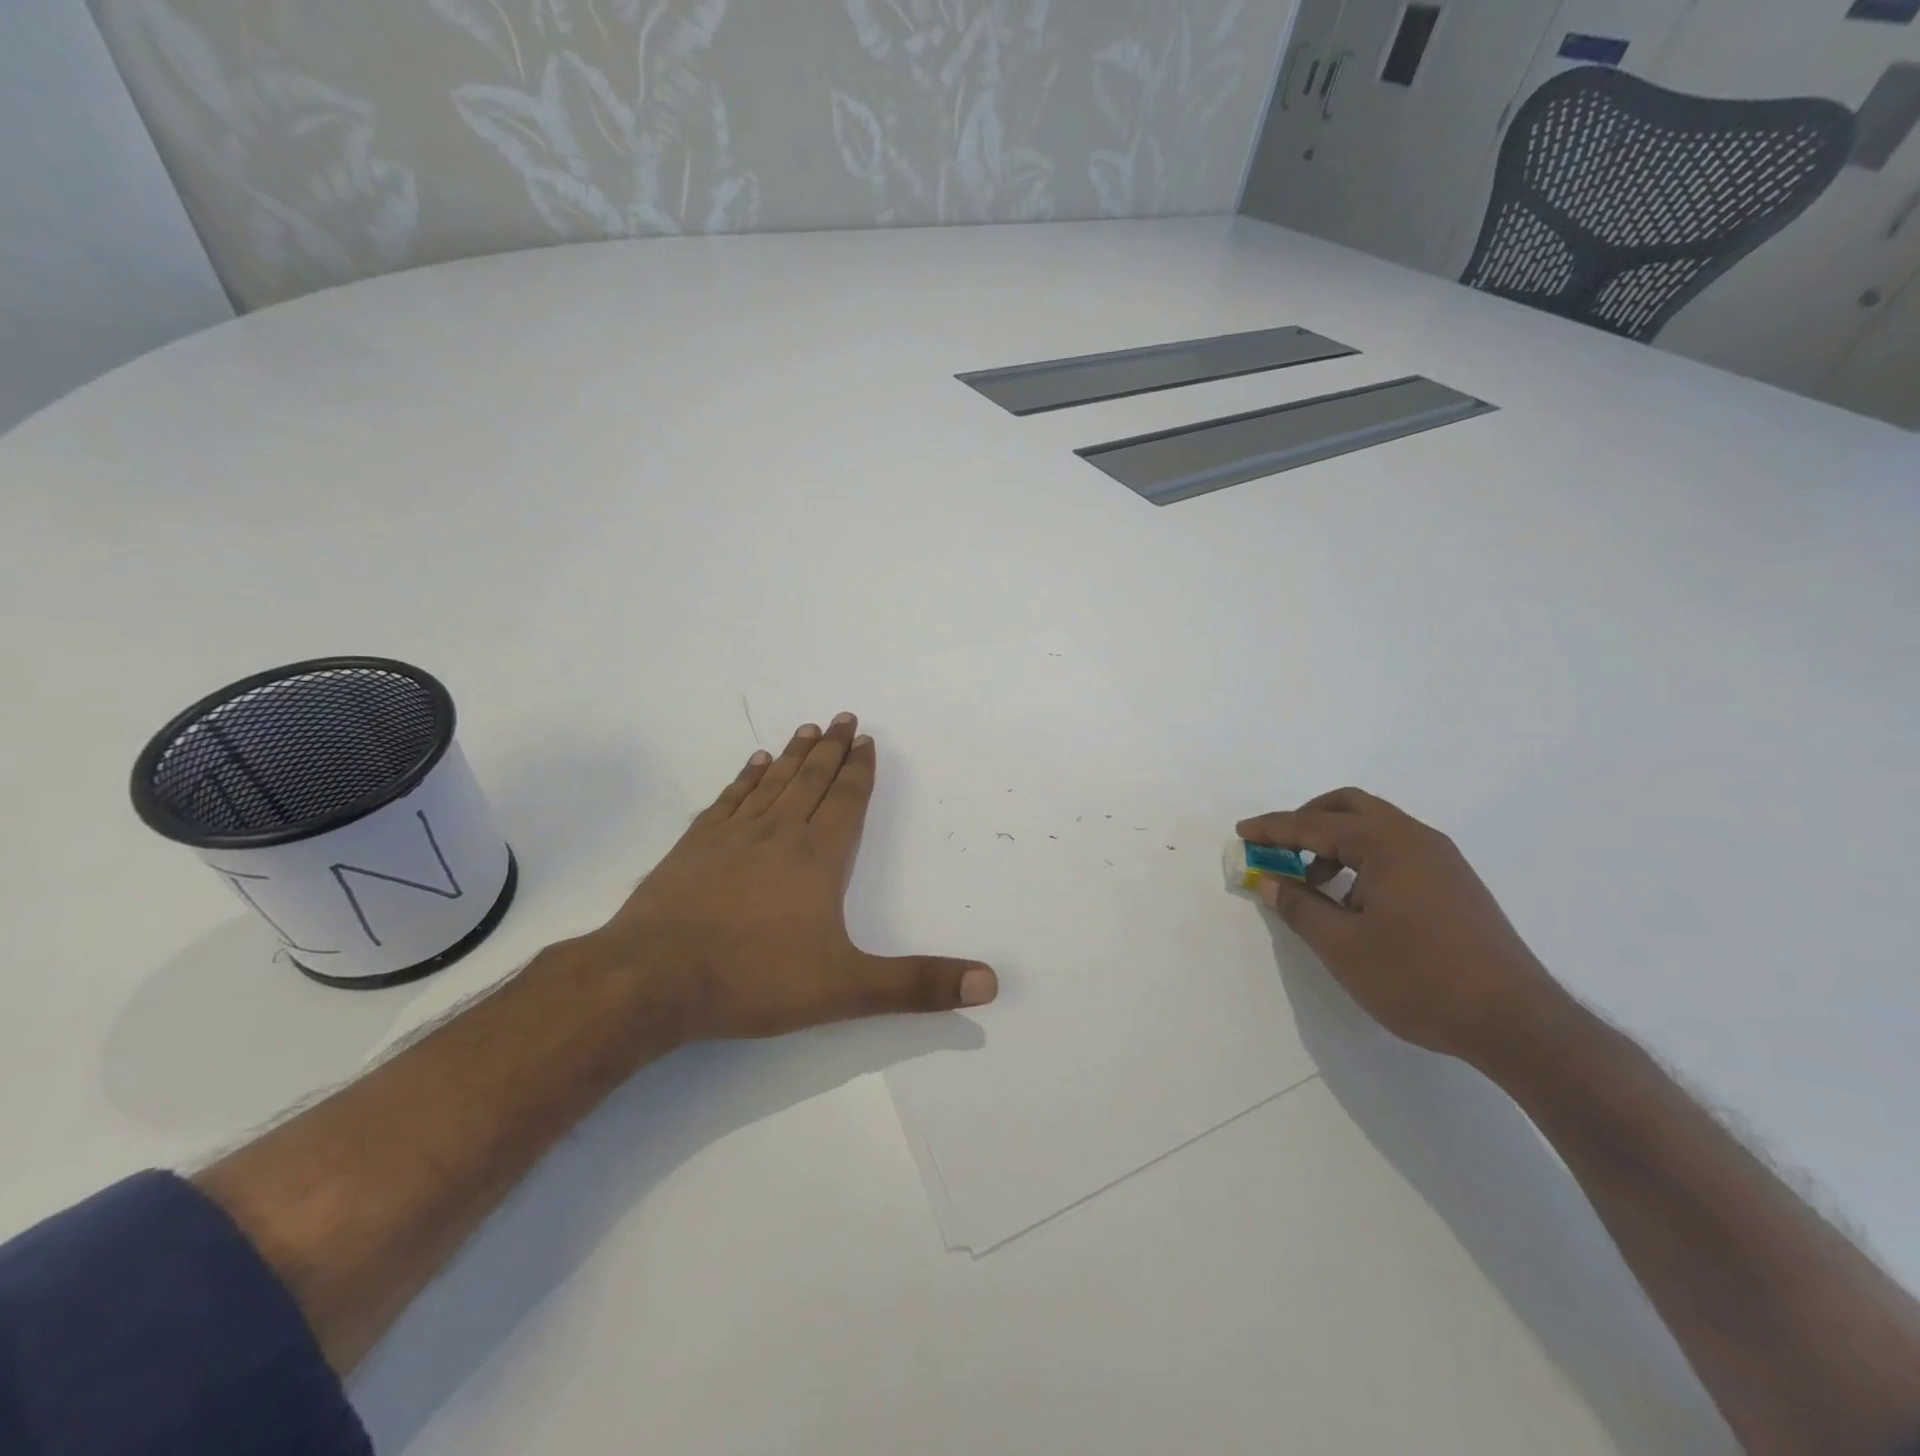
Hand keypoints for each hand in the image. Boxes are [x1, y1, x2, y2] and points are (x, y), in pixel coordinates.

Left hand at [585, 714, 996, 1041]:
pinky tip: (754, 763)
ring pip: (773, 782)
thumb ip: (917, 985)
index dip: (860, 770)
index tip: (867, 740)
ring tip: (809, 729)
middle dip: (833, 749)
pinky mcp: (694, 846)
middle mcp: (778, 833)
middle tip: (845, 717)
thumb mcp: (846, 989)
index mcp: (818, 857)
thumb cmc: (753, 979)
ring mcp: (732, 835)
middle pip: (812, 779)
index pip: (847, 801)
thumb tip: (990, 983)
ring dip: (795, 754)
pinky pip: (730, 799)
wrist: (651, 979)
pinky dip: (747, 777)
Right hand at [1237, 788, 1568, 1068]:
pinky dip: (1362, 861)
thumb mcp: (1342, 946)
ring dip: (1335, 844)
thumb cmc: (1419, 978)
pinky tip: (1354, 904)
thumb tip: (1269, 880)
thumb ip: (1298, 906)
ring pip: (1375, 830)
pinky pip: (1396, 853)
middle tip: (1278, 848)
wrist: (1517, 1023)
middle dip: (1307, 822)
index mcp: (1388, 844)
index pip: (1315, 825)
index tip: (1242, 832)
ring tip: (1314, 886)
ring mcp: (1442, 862)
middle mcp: (1417, 840)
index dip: (1273, 828)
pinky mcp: (1455, 886)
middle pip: (1350, 808)